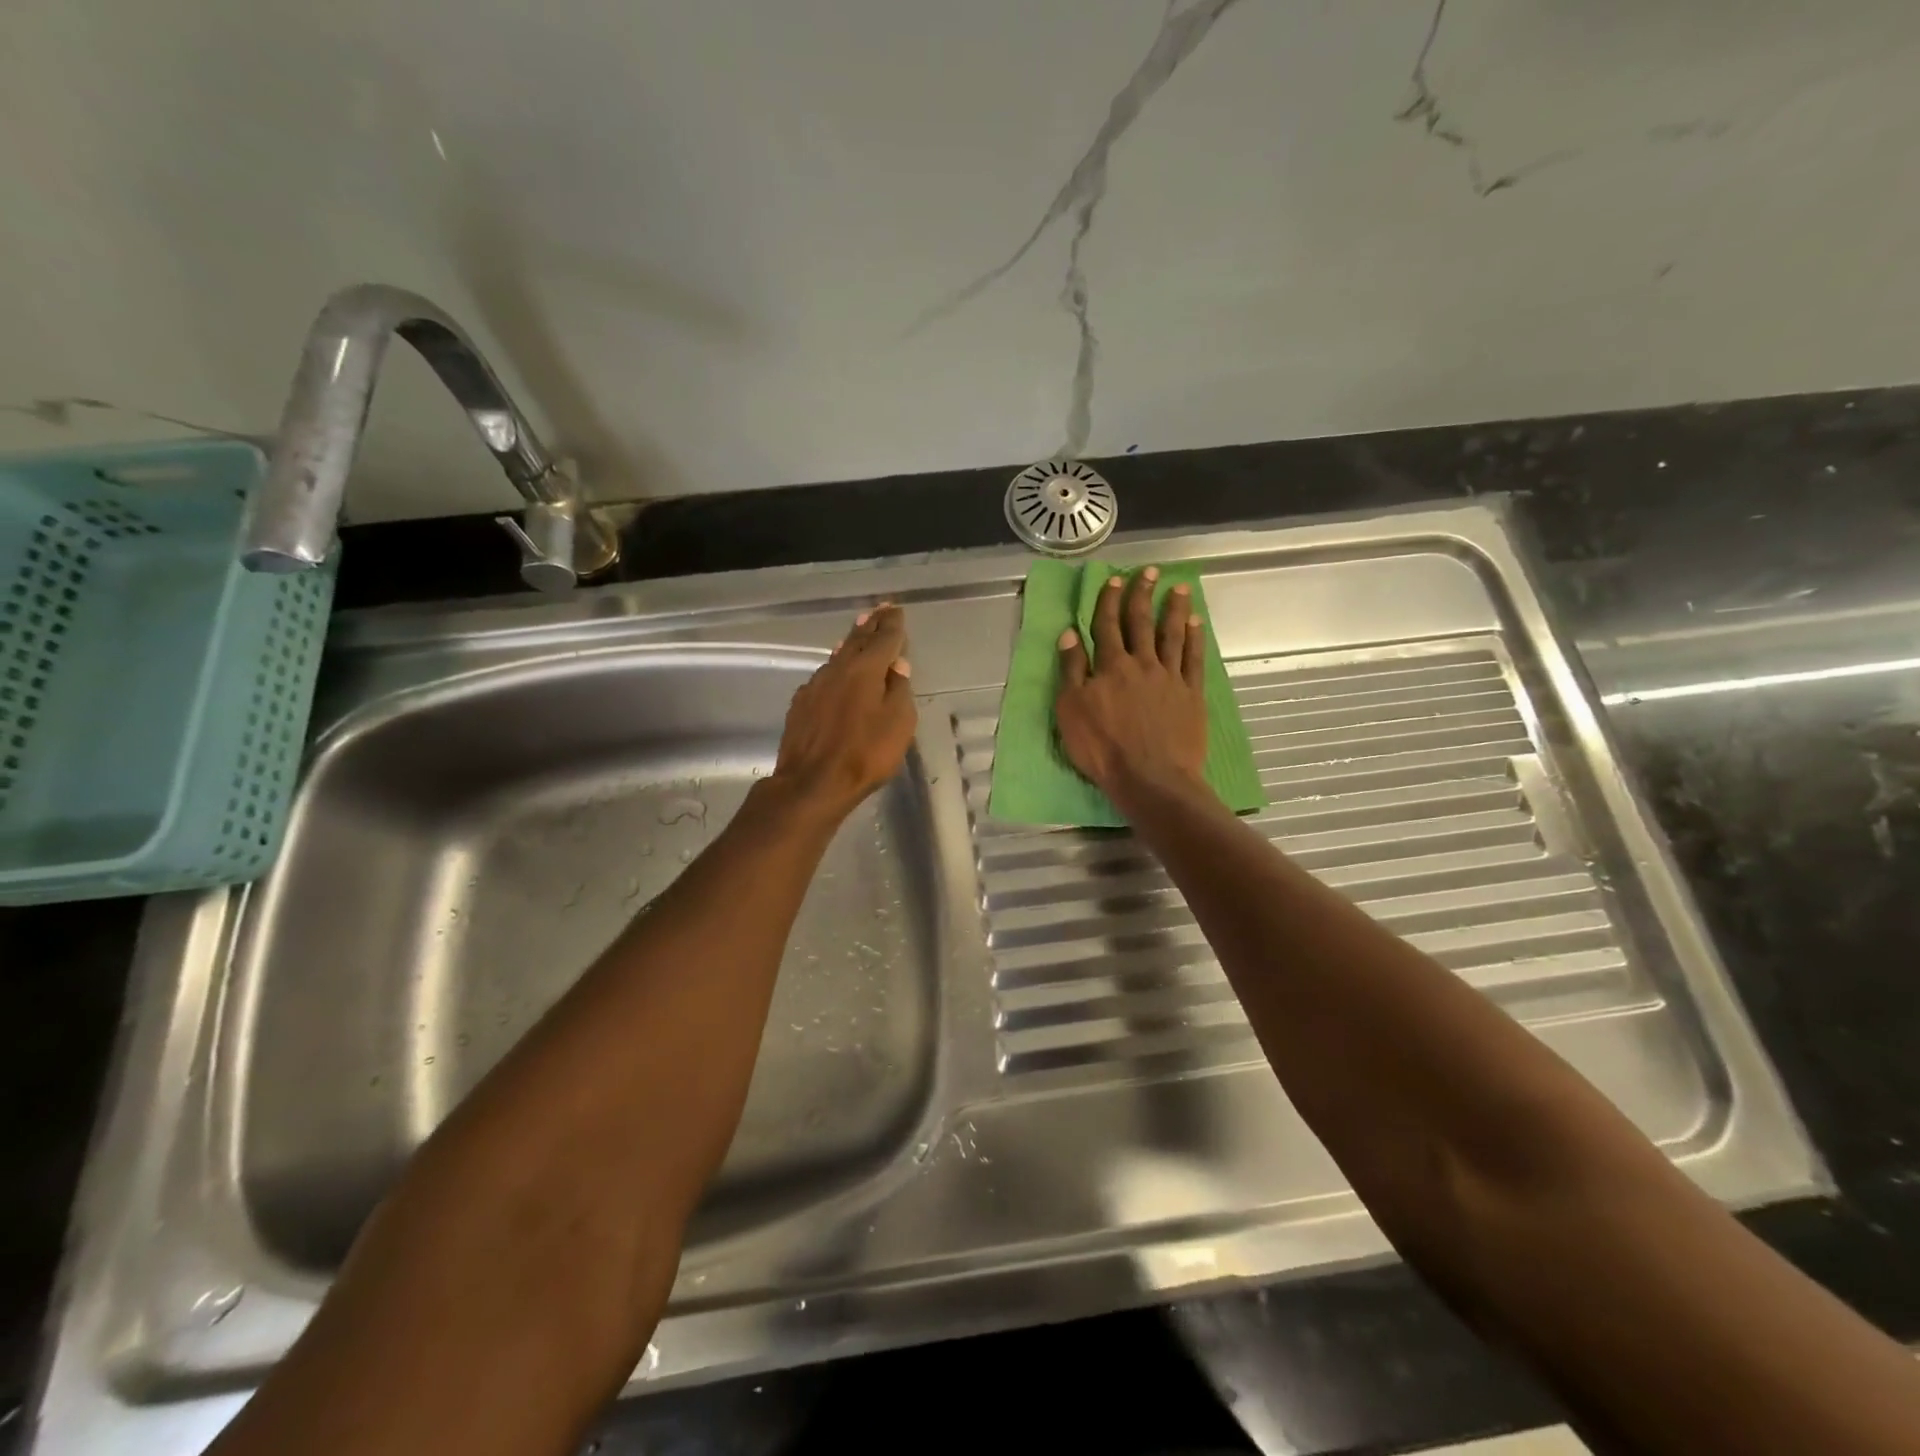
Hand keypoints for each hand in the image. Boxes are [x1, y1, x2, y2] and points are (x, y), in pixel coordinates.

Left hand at [770, 604, 916, 818]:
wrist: (812, 782)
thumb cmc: (865, 754)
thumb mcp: (898, 724)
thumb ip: (899, 691)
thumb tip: (897, 666)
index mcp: (866, 670)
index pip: (884, 638)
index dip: (892, 623)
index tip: (896, 609)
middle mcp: (838, 669)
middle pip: (857, 640)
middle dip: (870, 624)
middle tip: (879, 610)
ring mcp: (815, 685)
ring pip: (837, 656)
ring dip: (851, 642)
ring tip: (859, 631)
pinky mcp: (801, 704)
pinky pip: (824, 675)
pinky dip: (835, 666)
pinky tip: (836, 670)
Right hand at [1056, 567, 1208, 803]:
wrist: (1151, 777)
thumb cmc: (1103, 748)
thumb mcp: (1071, 711)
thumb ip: (1072, 671)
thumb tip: (1069, 635)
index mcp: (1110, 666)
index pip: (1107, 625)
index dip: (1109, 601)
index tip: (1114, 580)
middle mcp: (1142, 663)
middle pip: (1141, 622)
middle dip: (1143, 594)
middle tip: (1150, 571)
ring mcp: (1170, 677)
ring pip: (1172, 635)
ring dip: (1174, 609)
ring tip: (1179, 588)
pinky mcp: (1191, 694)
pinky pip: (1194, 659)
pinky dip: (1195, 638)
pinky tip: (1196, 623)